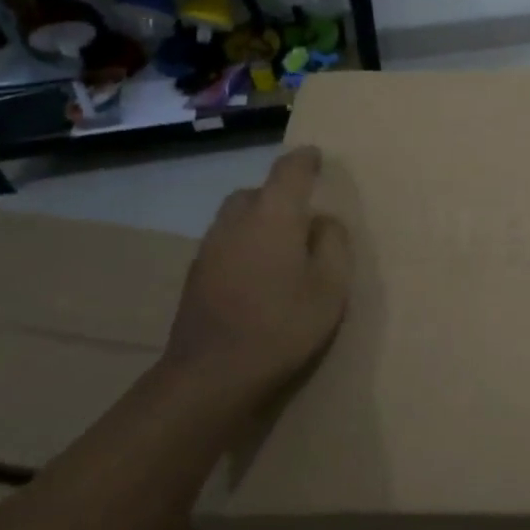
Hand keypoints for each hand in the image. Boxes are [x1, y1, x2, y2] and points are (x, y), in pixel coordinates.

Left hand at [160, 147, 353, 404]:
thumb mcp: (330, 287)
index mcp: (273, 216)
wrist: (212, 374)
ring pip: (236, 217)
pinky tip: (257, 275)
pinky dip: (243, 245)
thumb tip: (323, 222)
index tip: (315, 155)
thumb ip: (333, 245)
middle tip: (302, 216)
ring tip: (281, 248)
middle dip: (278, 194)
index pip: (288, 171)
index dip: (304, 160)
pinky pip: (225, 243)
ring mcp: (210, 248)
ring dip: (258, 220)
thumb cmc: (283, 326)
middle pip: (256, 192)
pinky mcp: (196, 275)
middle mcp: (236, 222)